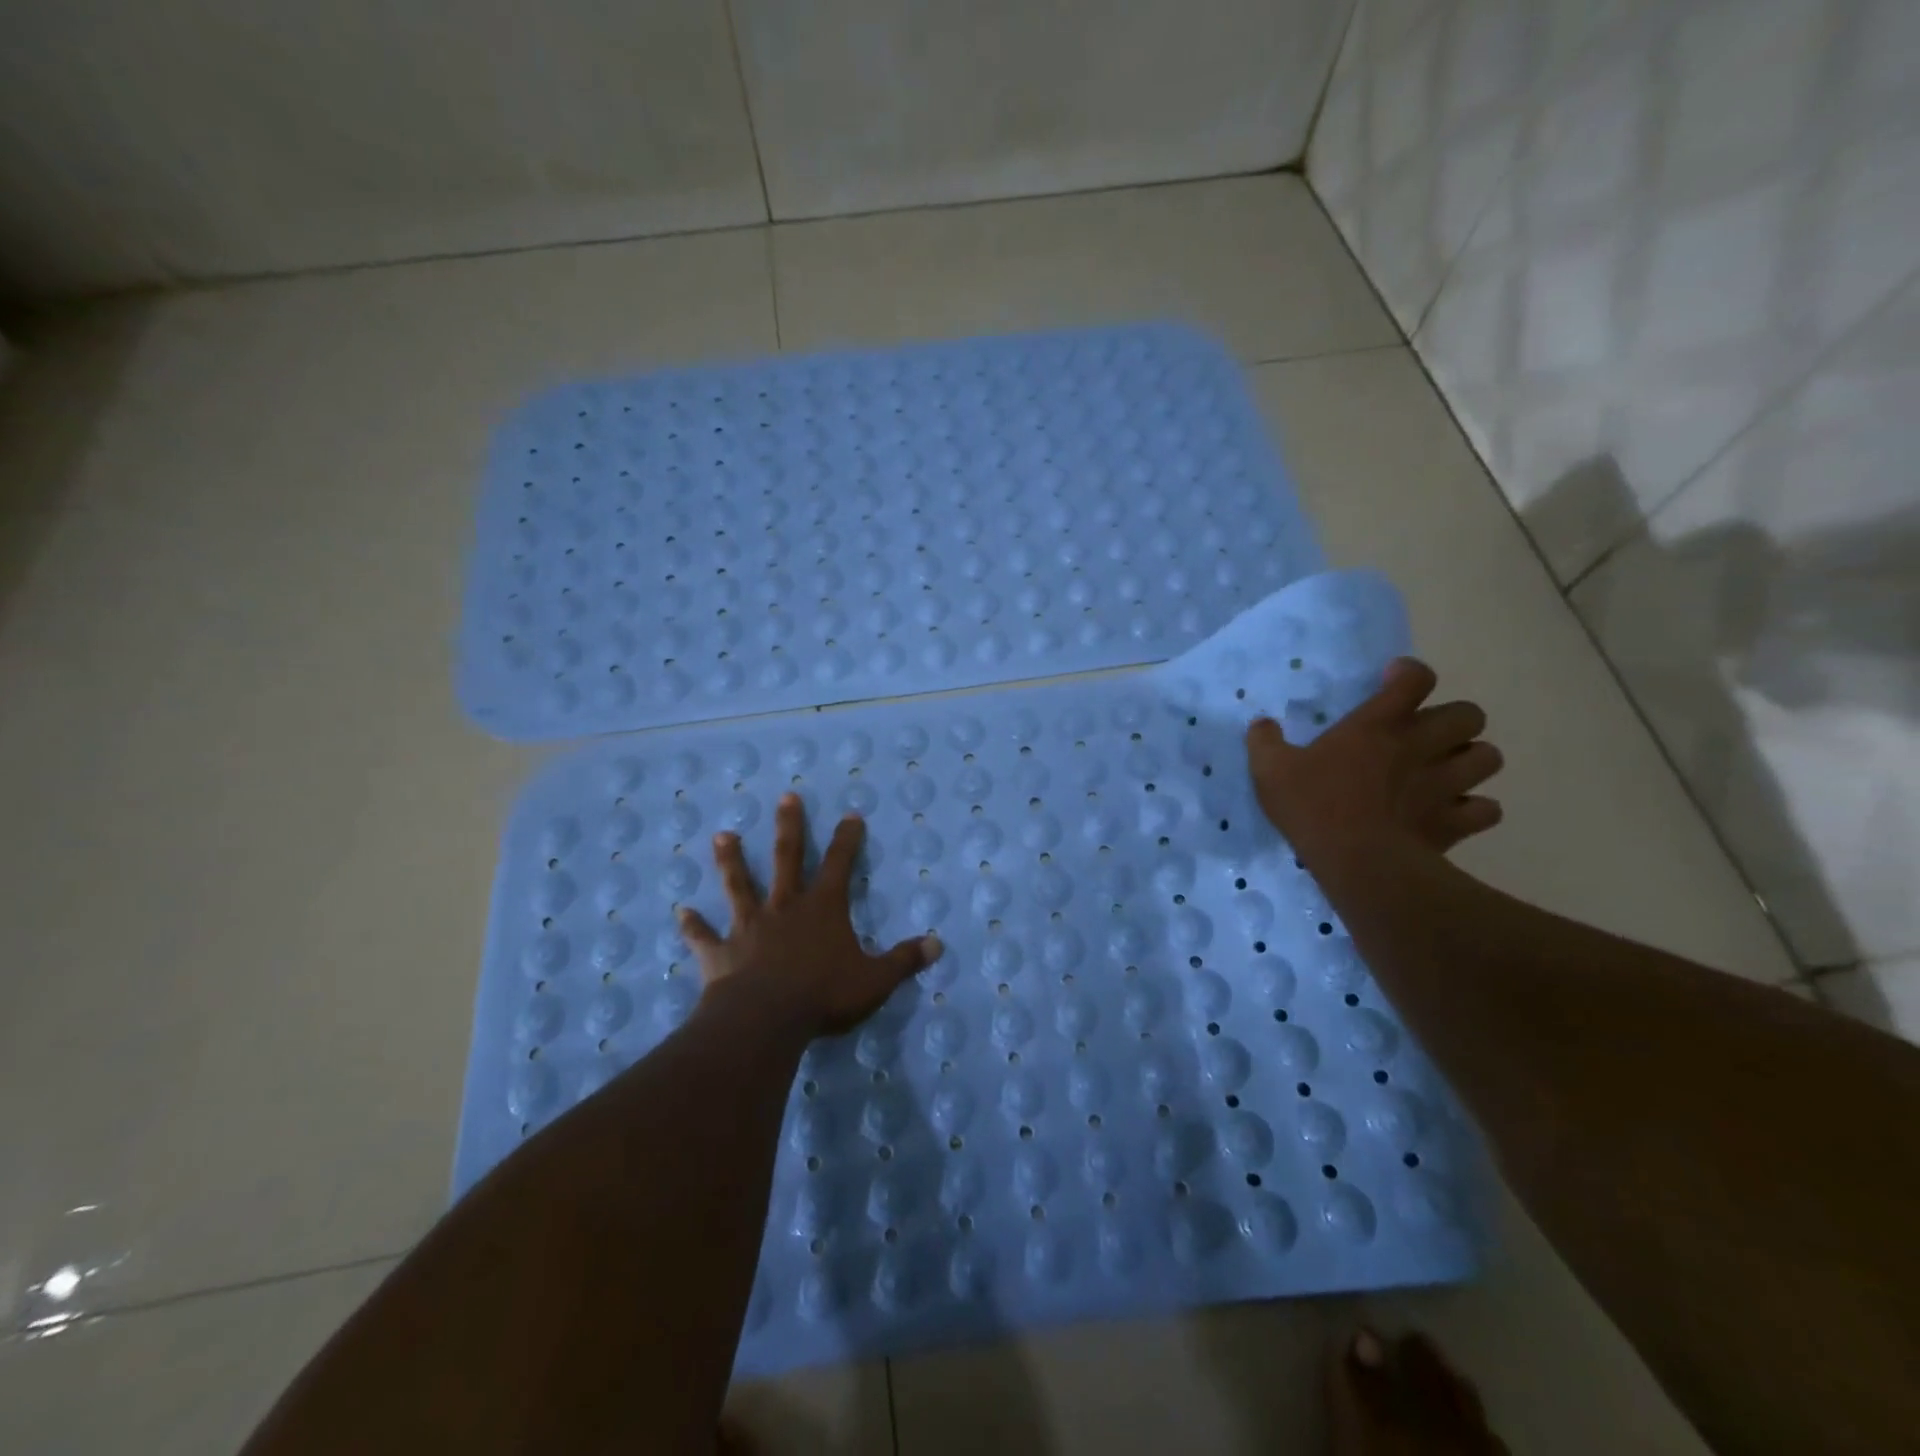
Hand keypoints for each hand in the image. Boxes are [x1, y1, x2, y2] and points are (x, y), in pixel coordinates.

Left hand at [678, 793, 942, 1037]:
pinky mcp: (722, 953)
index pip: (840, 865)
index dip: (847, 840)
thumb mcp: (875, 981)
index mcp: (822, 909)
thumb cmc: (823, 996)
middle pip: (787, 858)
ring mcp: (749, 927)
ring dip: (731, 861)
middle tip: (786, 797)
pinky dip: (693, 925)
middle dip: (789, 827)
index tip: (850, 814)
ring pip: (739, 885)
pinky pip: (704, 936)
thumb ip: (904, 961)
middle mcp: (785, 907)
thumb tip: (938, 945)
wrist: (765, 1020)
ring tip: (722, 835)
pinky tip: (680, 912)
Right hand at [1246, 658, 1503, 871]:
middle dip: (1454, 721)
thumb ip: (1265, 742)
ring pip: (1488, 757)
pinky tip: (1454, 813)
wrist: (1358, 862)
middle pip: (1470, 714)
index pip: (1415, 679)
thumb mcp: (1270, 770)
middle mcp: (1421, 745)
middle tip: (1426, 736)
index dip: (1409, 674)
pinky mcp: (1457, 822)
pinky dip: (1475, 809)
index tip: (1393, 681)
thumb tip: (1261, 725)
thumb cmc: (1314, 807)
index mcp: (1378, 725)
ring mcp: (1445, 784)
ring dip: (1471, 761)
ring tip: (1447, 773)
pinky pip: (1487, 809)